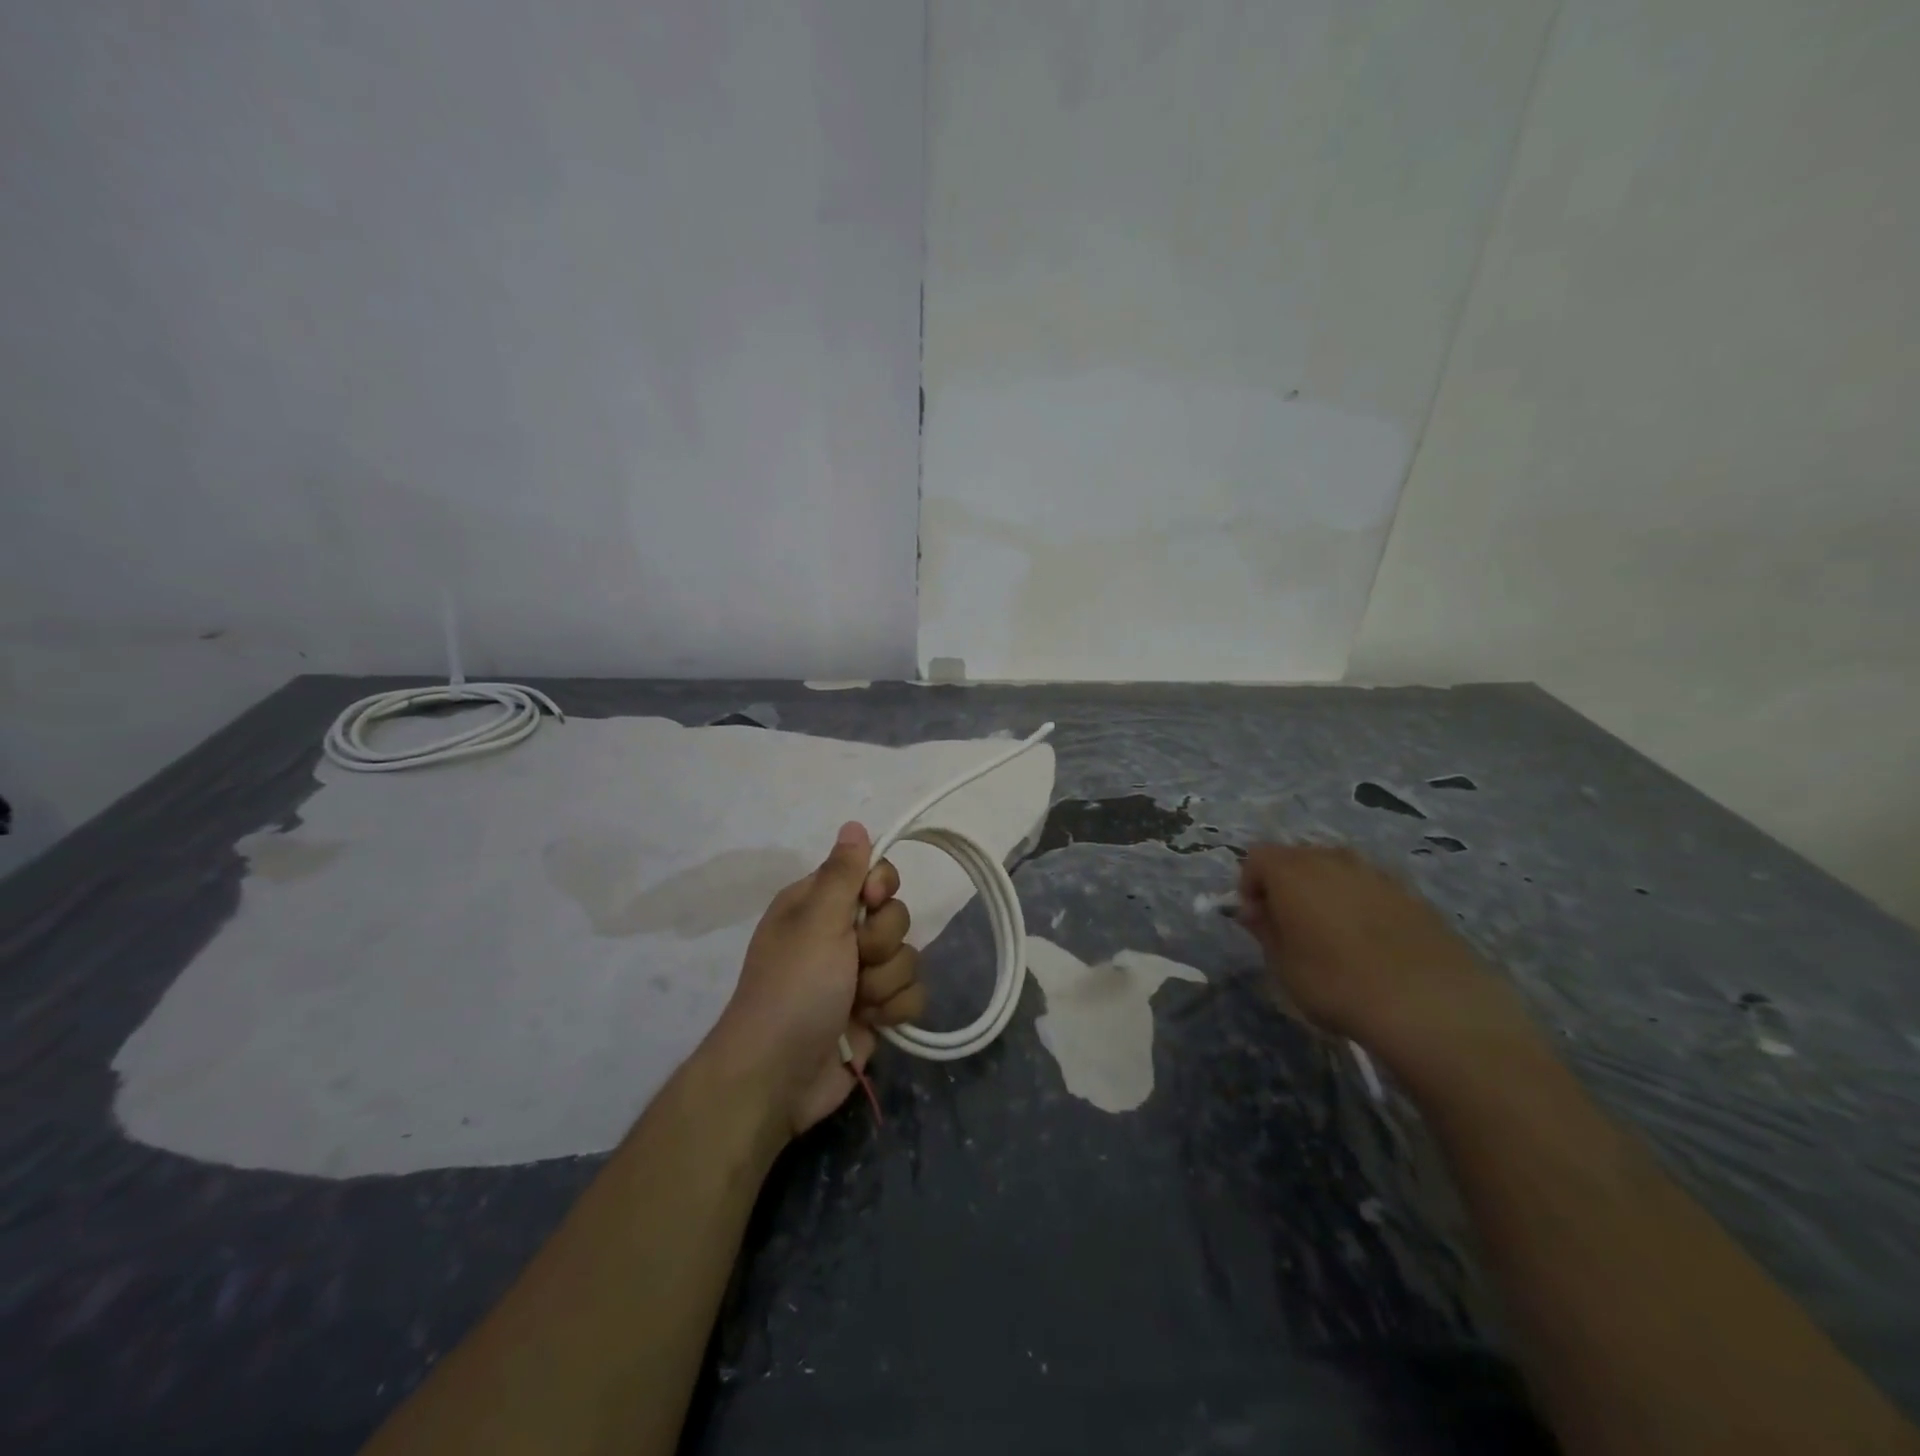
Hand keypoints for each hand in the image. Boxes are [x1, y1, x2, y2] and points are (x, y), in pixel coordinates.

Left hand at [703, 822, 924, 1137]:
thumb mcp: (816, 922)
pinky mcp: (875, 1012)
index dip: (881, 888)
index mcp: (818, 905)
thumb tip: (854, 823)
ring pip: (907, 958)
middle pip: (895, 917)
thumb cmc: (793, 989)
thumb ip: (843, 873)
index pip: (873, 874)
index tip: (871, 904)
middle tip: (854, 962)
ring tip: (857, 1003)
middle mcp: (839, 935)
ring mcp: (858, 976)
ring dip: (886, 983)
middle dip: (882, 944)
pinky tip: (873, 1023)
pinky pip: (911, 995)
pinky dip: (895, 1010)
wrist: (779, 1077)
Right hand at [1237, 844, 1536, 1074]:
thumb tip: (1255, 911)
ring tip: (1332, 935)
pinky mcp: (1413, 894)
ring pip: (1338, 870)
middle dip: (1287, 885)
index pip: (1256, 858)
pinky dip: (1362, 905)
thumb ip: (1264, 930)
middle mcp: (1333, 859)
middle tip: (1290, 927)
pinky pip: (1372, 889)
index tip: (1257, 921)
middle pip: (1297, 857)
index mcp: (1292, 870)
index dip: (1250, 886)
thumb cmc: (1336, 983)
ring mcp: (1377, 873)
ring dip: (1326, 892)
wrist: (1431, 1004)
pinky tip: (1372, 944)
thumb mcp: (1283, 965)